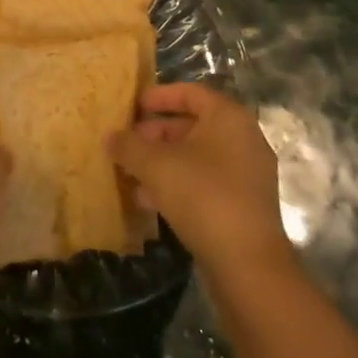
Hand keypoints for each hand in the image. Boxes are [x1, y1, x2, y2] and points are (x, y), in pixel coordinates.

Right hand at [107, 83, 293, 279]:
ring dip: (163, 162)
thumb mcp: (155, 165)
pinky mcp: (244, 206)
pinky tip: (150, 202)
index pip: (191, 93)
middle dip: (156, 134)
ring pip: (198, 157)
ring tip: (131, 174)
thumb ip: (129, 146)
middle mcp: (244, 139)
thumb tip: (110, 137)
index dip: (159, 96)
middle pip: (193, 125)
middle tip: (127, 144)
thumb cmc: (202, 196)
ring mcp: (247, 174)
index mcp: (228, 117)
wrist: (248, 264)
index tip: (133, 105)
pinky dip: (179, 184)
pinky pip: (206, 183)